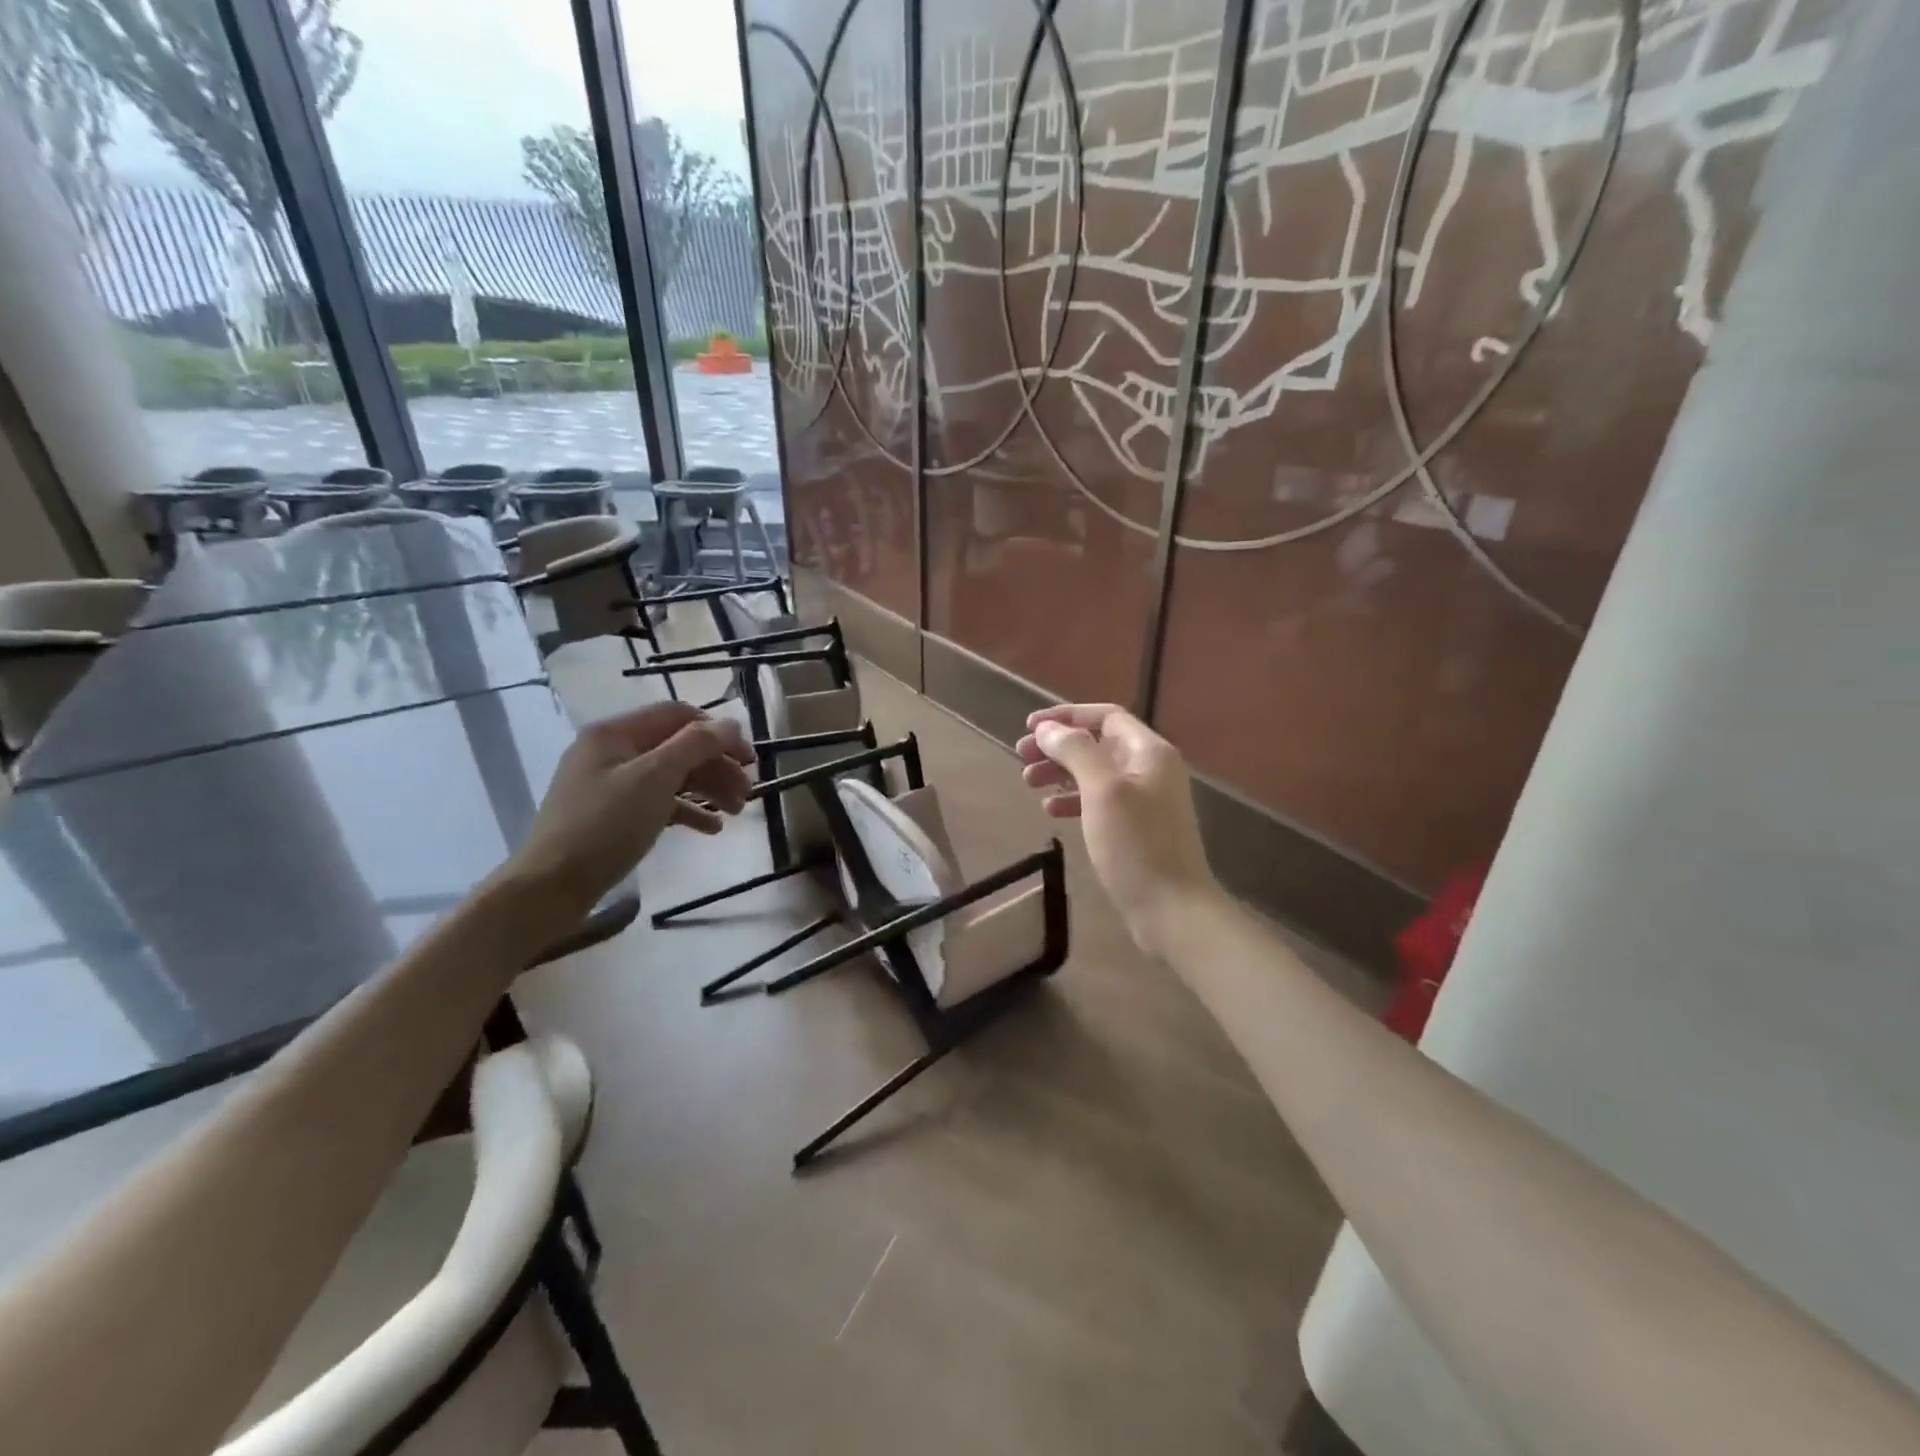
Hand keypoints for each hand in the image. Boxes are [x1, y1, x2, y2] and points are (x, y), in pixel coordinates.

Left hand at [505, 701, 753, 925]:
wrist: (550, 888)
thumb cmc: (604, 825)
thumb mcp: (655, 778)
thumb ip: (696, 745)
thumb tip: (732, 724)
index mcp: (615, 733)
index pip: (678, 715)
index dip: (717, 732)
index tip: (749, 758)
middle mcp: (611, 752)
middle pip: (677, 747)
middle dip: (716, 766)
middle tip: (748, 792)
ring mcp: (610, 785)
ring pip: (671, 776)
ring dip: (708, 789)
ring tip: (736, 813)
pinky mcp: (612, 816)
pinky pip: (658, 803)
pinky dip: (687, 811)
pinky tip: (711, 829)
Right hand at [1016, 704, 1220, 956]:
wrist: (1172, 909)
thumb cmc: (1137, 845)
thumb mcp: (1102, 791)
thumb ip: (1075, 751)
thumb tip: (1048, 729)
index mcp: (1149, 752)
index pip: (1105, 717)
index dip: (1066, 716)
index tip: (1029, 726)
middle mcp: (1150, 769)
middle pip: (1097, 744)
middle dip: (1058, 746)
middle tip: (1021, 757)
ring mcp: (1145, 800)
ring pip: (1095, 773)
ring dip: (1061, 772)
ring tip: (1028, 783)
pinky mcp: (1136, 828)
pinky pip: (1099, 801)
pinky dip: (1073, 799)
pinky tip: (1051, 810)